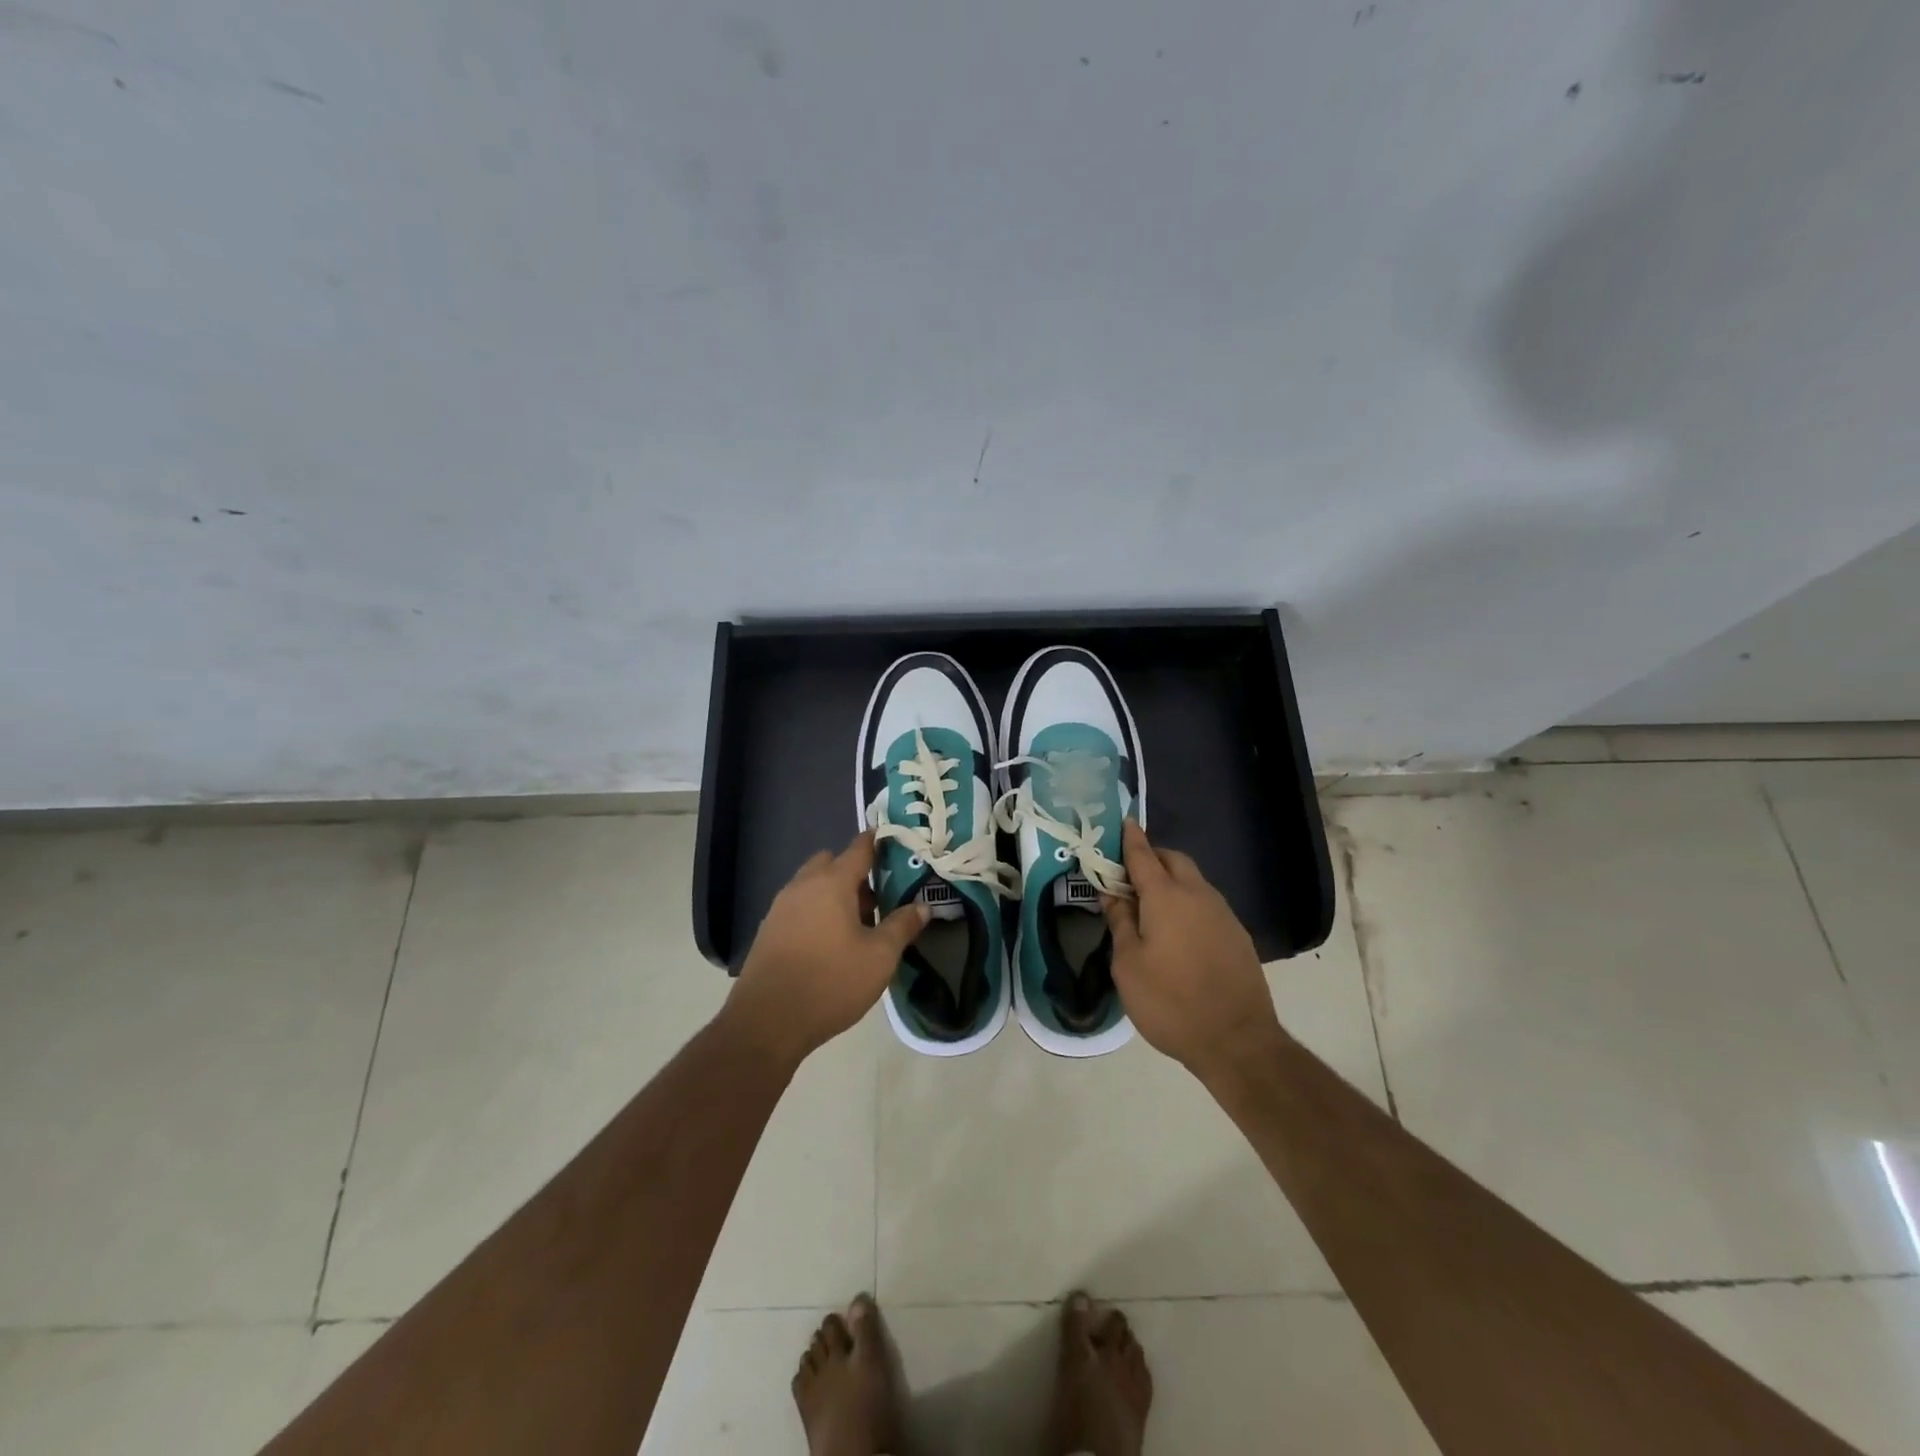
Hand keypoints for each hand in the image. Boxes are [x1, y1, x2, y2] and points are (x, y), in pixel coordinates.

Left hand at [726, 830, 928, 1069]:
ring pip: (812, 885)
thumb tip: (922, 906)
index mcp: (831, 883)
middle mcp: (803, 886)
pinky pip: (799, 906)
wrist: (767, 1021)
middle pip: (831, 863)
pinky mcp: (769, 930)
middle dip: (854, 872)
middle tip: (878, 897)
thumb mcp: (879, 957)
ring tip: (857, 925)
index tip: (896, 843)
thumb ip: (902, 926)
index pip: (859, 848)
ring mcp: (781, 907)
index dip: (878, 843)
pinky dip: (816, 912)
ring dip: (834, 893)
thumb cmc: (831, 982)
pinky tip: (829, 943)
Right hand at [1103, 820, 1286, 1084]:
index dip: (1130, 838)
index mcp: (1166, 896)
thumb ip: (1120, 922)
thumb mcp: (1128, 964)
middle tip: (1128, 875)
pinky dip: (1188, 902)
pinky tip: (1177, 929)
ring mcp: (1223, 913)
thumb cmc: (1170, 1001)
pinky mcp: (1237, 934)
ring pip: (1193, 880)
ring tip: (1150, 904)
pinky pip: (1206, 903)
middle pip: (1174, 860)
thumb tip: (1112, 893)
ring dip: (1171, 880)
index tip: (1123, 822)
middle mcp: (1197, 894)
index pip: (1143, 855)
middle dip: (1152, 857)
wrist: (1236, 1040)